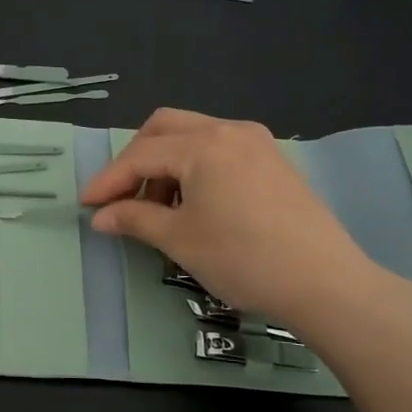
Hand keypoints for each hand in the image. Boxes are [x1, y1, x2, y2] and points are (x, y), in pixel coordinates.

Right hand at [80, 108, 379, 325]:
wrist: (325, 283)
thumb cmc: (243, 259)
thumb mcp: (180, 239)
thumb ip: (135, 219)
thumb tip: (101, 217)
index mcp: (203, 145)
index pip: (141, 155)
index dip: (108, 180)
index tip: (86, 205)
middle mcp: (229, 130)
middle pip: (165, 127)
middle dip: (136, 159)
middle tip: (123, 197)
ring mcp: (256, 142)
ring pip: (193, 136)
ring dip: (166, 163)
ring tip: (161, 209)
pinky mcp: (273, 160)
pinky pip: (219, 148)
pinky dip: (194, 167)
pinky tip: (195, 203)